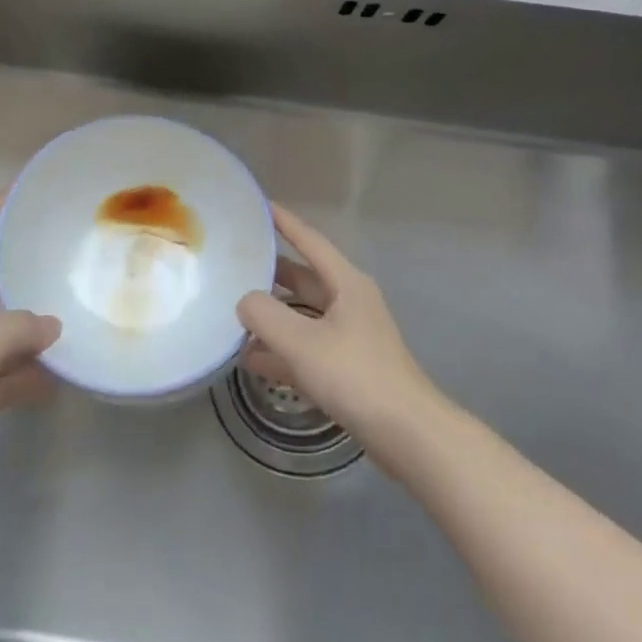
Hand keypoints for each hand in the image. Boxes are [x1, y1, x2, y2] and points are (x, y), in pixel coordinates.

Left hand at [0, 196, 60, 560]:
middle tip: (61, 256)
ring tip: (72, 318)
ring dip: (32, 330)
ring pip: (3, 335)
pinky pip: (6, 378)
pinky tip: (58, 379)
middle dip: (21, 270)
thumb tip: (52, 326)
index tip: (20, 190)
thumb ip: (19, 327)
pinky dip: (29, 377)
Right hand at [237, 204, 444, 472]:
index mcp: (346, 283)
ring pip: (303, 316)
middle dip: (270, 272)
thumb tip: (244, 301)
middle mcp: (350, 302)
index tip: (258, 206)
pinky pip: (307, 349)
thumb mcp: (302, 342)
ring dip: (273, 316)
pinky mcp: (348, 370)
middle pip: (303, 278)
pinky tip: (252, 360)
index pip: (309, 240)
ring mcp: (350, 337)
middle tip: (233, 263)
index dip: (283, 222)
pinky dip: (282, 351)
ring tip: (234, 313)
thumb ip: (264, 315)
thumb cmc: (356, 376)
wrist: (408, 435)